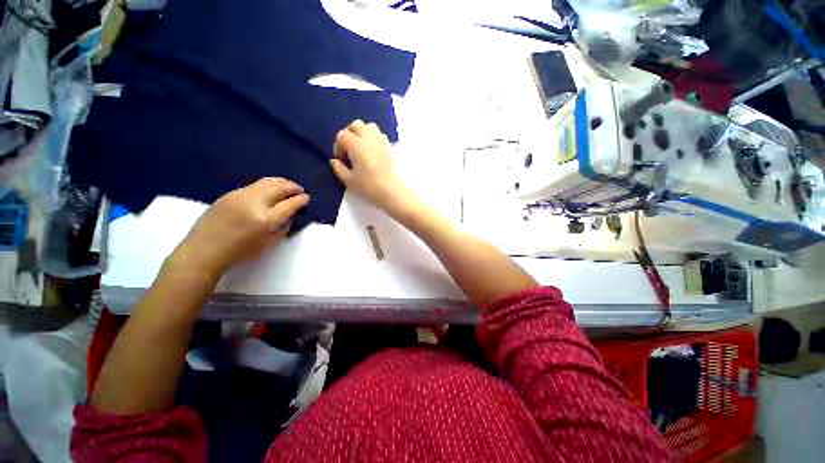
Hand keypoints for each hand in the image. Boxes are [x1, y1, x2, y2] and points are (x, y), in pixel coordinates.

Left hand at [171, 178, 309, 280]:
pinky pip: (254, 185)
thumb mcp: (267, 244)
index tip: (306, 198)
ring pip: (266, 182)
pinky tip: (270, 189)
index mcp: (265, 220)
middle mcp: (254, 203)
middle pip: (278, 188)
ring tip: (288, 185)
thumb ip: (282, 229)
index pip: (289, 204)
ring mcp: (239, 196)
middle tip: (300, 189)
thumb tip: (290, 216)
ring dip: (280, 182)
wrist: (203, 251)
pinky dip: (267, 185)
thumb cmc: (238, 253)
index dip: (300, 200)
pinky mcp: (229, 194)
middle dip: (292, 187)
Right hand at [330, 120, 407, 210]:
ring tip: (360, 148)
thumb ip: (338, 168)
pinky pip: (378, 134)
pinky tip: (370, 151)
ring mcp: (380, 141)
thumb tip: (335, 161)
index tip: (341, 159)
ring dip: (361, 133)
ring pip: (369, 126)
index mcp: (357, 146)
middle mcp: (369, 139)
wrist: (390, 191)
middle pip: (356, 125)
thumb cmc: (368, 186)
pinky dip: (372, 137)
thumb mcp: (348, 180)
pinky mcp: (388, 146)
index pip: (343, 136)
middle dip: (349, 134)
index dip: (338, 146)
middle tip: (348, 149)